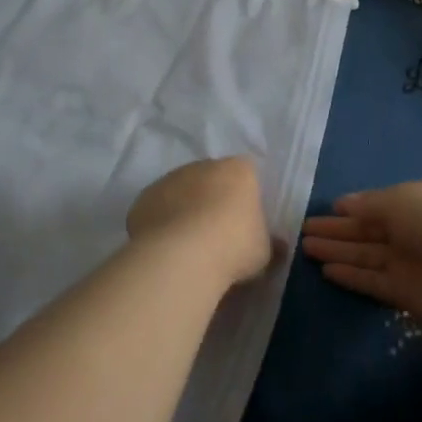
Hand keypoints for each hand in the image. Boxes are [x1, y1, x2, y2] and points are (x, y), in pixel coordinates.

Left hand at [127, 157, 272, 288]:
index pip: (246, 174)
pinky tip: (165, 249)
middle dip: (213, 201)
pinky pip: (157, 209)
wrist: (182, 255)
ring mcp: (171, 179)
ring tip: (187, 247)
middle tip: (216, 236)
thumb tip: (277, 246)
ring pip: (181, 192)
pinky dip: (161, 223)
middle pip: (211, 180)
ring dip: (184, 211)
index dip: (245, 198)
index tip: (244, 224)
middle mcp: (204, 166)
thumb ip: (269, 243)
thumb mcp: (264, 251)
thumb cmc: (234, 246)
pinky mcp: (144, 197)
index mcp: (238, 170)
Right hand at [302, 179, 421, 333]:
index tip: (327, 210)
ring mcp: (408, 263)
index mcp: (415, 201)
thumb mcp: (400, 199)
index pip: (377, 205)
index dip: (352, 208)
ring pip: (365, 256)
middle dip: (337, 231)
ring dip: (337, 252)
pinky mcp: (404, 294)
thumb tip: (343, 204)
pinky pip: (372, 281)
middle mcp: (411, 231)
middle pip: (367, 231)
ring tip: (306, 248)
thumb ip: (369, 204)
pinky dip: (351, 276)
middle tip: (304, 230)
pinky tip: (326, 270)